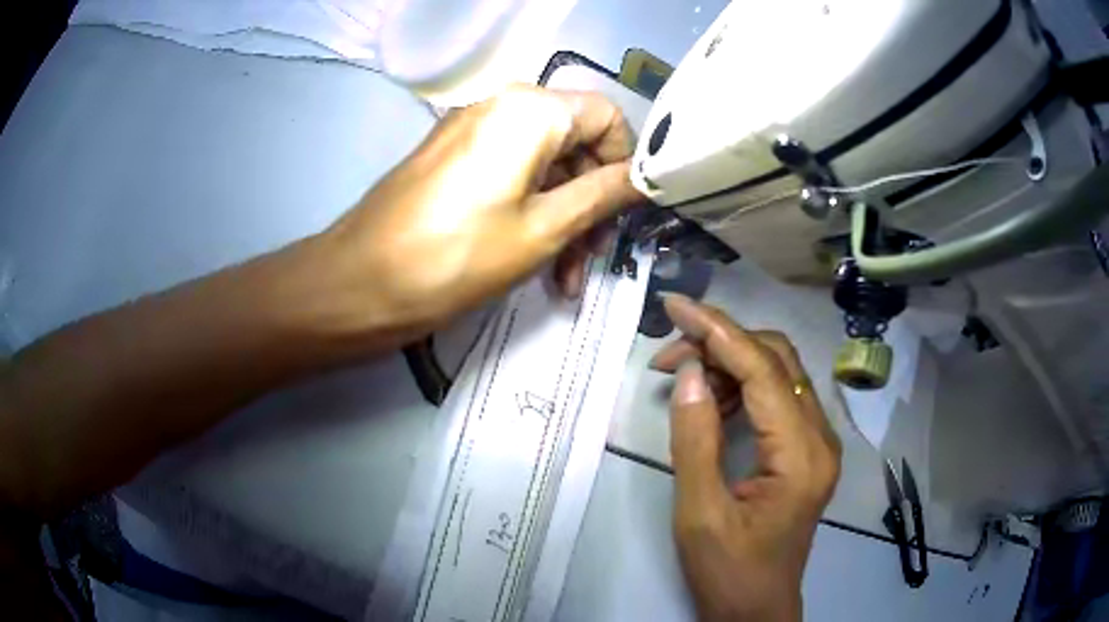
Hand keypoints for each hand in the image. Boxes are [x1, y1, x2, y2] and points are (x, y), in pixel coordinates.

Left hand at [311, 85, 641, 346]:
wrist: (357, 285)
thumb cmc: (455, 256)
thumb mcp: (543, 229)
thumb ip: (603, 195)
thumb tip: (647, 178)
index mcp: (528, 109)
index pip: (606, 116)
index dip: (625, 163)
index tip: (625, 215)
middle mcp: (501, 105)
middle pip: (575, 143)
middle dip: (592, 202)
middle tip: (593, 259)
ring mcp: (471, 132)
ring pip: (544, 166)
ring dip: (564, 218)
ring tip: (565, 279)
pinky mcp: (452, 159)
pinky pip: (510, 175)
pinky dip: (530, 212)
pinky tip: (535, 264)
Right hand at [649, 294, 841, 621]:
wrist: (756, 609)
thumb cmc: (728, 571)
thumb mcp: (700, 513)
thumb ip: (696, 439)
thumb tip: (692, 373)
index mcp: (801, 455)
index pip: (763, 371)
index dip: (718, 331)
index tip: (676, 305)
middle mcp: (820, 438)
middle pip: (778, 360)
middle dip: (723, 343)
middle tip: (670, 354)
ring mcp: (817, 444)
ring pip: (778, 375)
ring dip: (731, 365)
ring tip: (682, 378)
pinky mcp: (806, 452)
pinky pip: (777, 400)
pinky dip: (742, 388)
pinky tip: (711, 402)